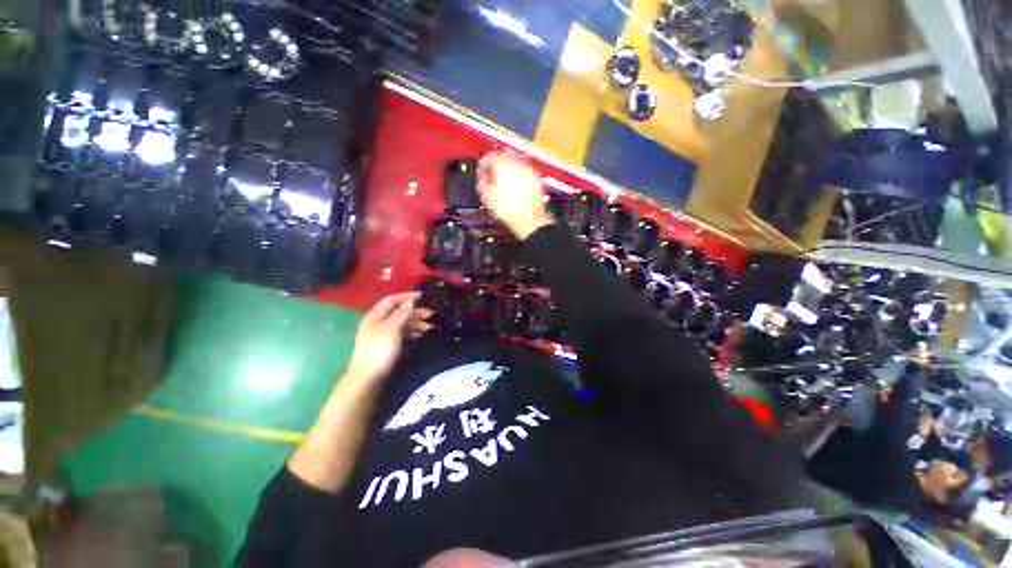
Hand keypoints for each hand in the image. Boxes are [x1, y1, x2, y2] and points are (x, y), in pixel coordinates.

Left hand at [345, 292, 432, 385]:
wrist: (368, 378)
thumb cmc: (379, 349)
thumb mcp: (392, 328)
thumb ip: (402, 313)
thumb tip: (411, 300)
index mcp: (375, 316)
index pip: (392, 300)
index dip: (407, 296)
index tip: (423, 296)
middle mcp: (378, 322)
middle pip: (398, 311)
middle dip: (415, 311)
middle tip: (431, 314)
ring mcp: (382, 334)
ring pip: (401, 323)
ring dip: (416, 322)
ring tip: (430, 326)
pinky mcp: (387, 345)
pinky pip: (402, 333)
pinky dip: (412, 332)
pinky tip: (421, 334)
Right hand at [477, 151, 552, 238]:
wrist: (529, 221)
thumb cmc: (511, 211)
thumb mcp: (488, 197)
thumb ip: (482, 183)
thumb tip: (482, 178)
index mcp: (503, 167)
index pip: (490, 157)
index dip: (483, 163)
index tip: (482, 169)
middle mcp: (518, 165)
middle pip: (504, 156)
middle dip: (497, 163)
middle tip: (492, 172)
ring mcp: (529, 172)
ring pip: (516, 162)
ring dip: (508, 169)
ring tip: (503, 181)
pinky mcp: (536, 180)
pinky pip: (525, 172)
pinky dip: (518, 176)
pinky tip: (514, 186)